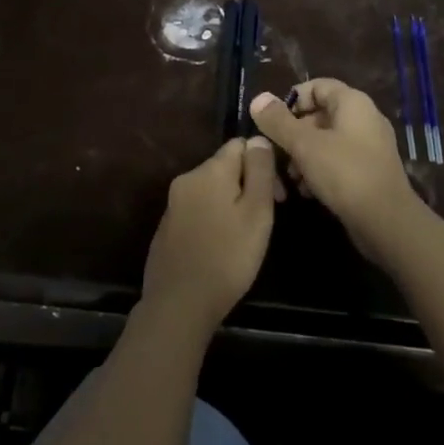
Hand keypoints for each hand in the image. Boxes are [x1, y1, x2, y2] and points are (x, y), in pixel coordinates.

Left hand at [141, 137, 277, 333]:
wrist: (178, 306)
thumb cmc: (227, 257)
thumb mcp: (256, 213)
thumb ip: (260, 171)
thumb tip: (259, 138)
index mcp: (210, 170)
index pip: (240, 144)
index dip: (263, 164)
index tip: (277, 196)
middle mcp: (187, 178)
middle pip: (225, 167)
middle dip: (247, 185)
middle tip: (264, 221)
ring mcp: (173, 204)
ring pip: (211, 190)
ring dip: (230, 203)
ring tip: (244, 237)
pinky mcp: (167, 227)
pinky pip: (197, 210)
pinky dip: (212, 219)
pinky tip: (220, 248)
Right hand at [250, 81, 422, 261]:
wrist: (387, 222)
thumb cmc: (345, 173)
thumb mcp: (304, 145)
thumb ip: (279, 121)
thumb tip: (258, 98)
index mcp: (352, 102)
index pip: (317, 86)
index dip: (292, 100)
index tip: (274, 122)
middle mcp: (364, 118)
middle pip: (320, 114)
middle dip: (295, 133)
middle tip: (279, 154)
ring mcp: (370, 145)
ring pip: (328, 140)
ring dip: (305, 155)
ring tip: (291, 178)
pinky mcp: (370, 171)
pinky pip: (339, 160)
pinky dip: (321, 170)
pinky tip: (307, 191)